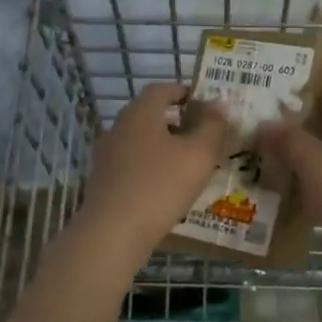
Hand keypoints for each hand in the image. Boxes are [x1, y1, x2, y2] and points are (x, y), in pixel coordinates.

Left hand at [77, 82, 228, 264]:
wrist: (113, 232)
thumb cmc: (160, 186)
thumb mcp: (198, 155)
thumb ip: (213, 126)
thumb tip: (219, 103)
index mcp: (140, 113)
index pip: (162, 89)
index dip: (184, 92)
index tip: (205, 104)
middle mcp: (118, 127)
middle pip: (150, 115)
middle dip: (177, 121)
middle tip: (203, 135)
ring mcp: (106, 155)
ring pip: (141, 141)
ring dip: (164, 146)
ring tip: (189, 164)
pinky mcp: (103, 180)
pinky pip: (132, 164)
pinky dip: (151, 167)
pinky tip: (166, 187)